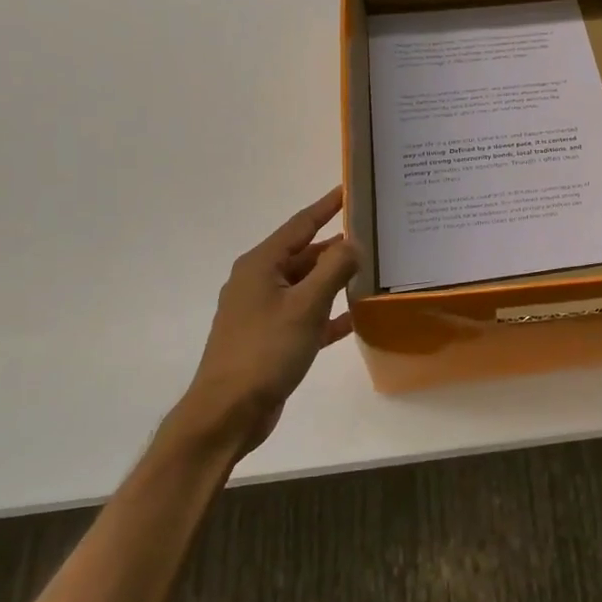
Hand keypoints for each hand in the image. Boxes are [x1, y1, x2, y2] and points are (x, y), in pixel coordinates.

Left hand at [178, 187, 358, 457]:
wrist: (228, 412)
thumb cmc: (265, 351)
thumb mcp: (306, 306)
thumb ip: (333, 269)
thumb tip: (353, 241)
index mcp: (261, 266)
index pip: (300, 225)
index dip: (326, 207)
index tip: (349, 189)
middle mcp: (259, 282)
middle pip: (304, 255)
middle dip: (336, 246)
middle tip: (373, 235)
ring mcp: (263, 312)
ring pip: (306, 286)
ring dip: (334, 280)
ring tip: (370, 271)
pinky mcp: (271, 339)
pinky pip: (305, 316)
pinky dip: (327, 314)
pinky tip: (354, 318)